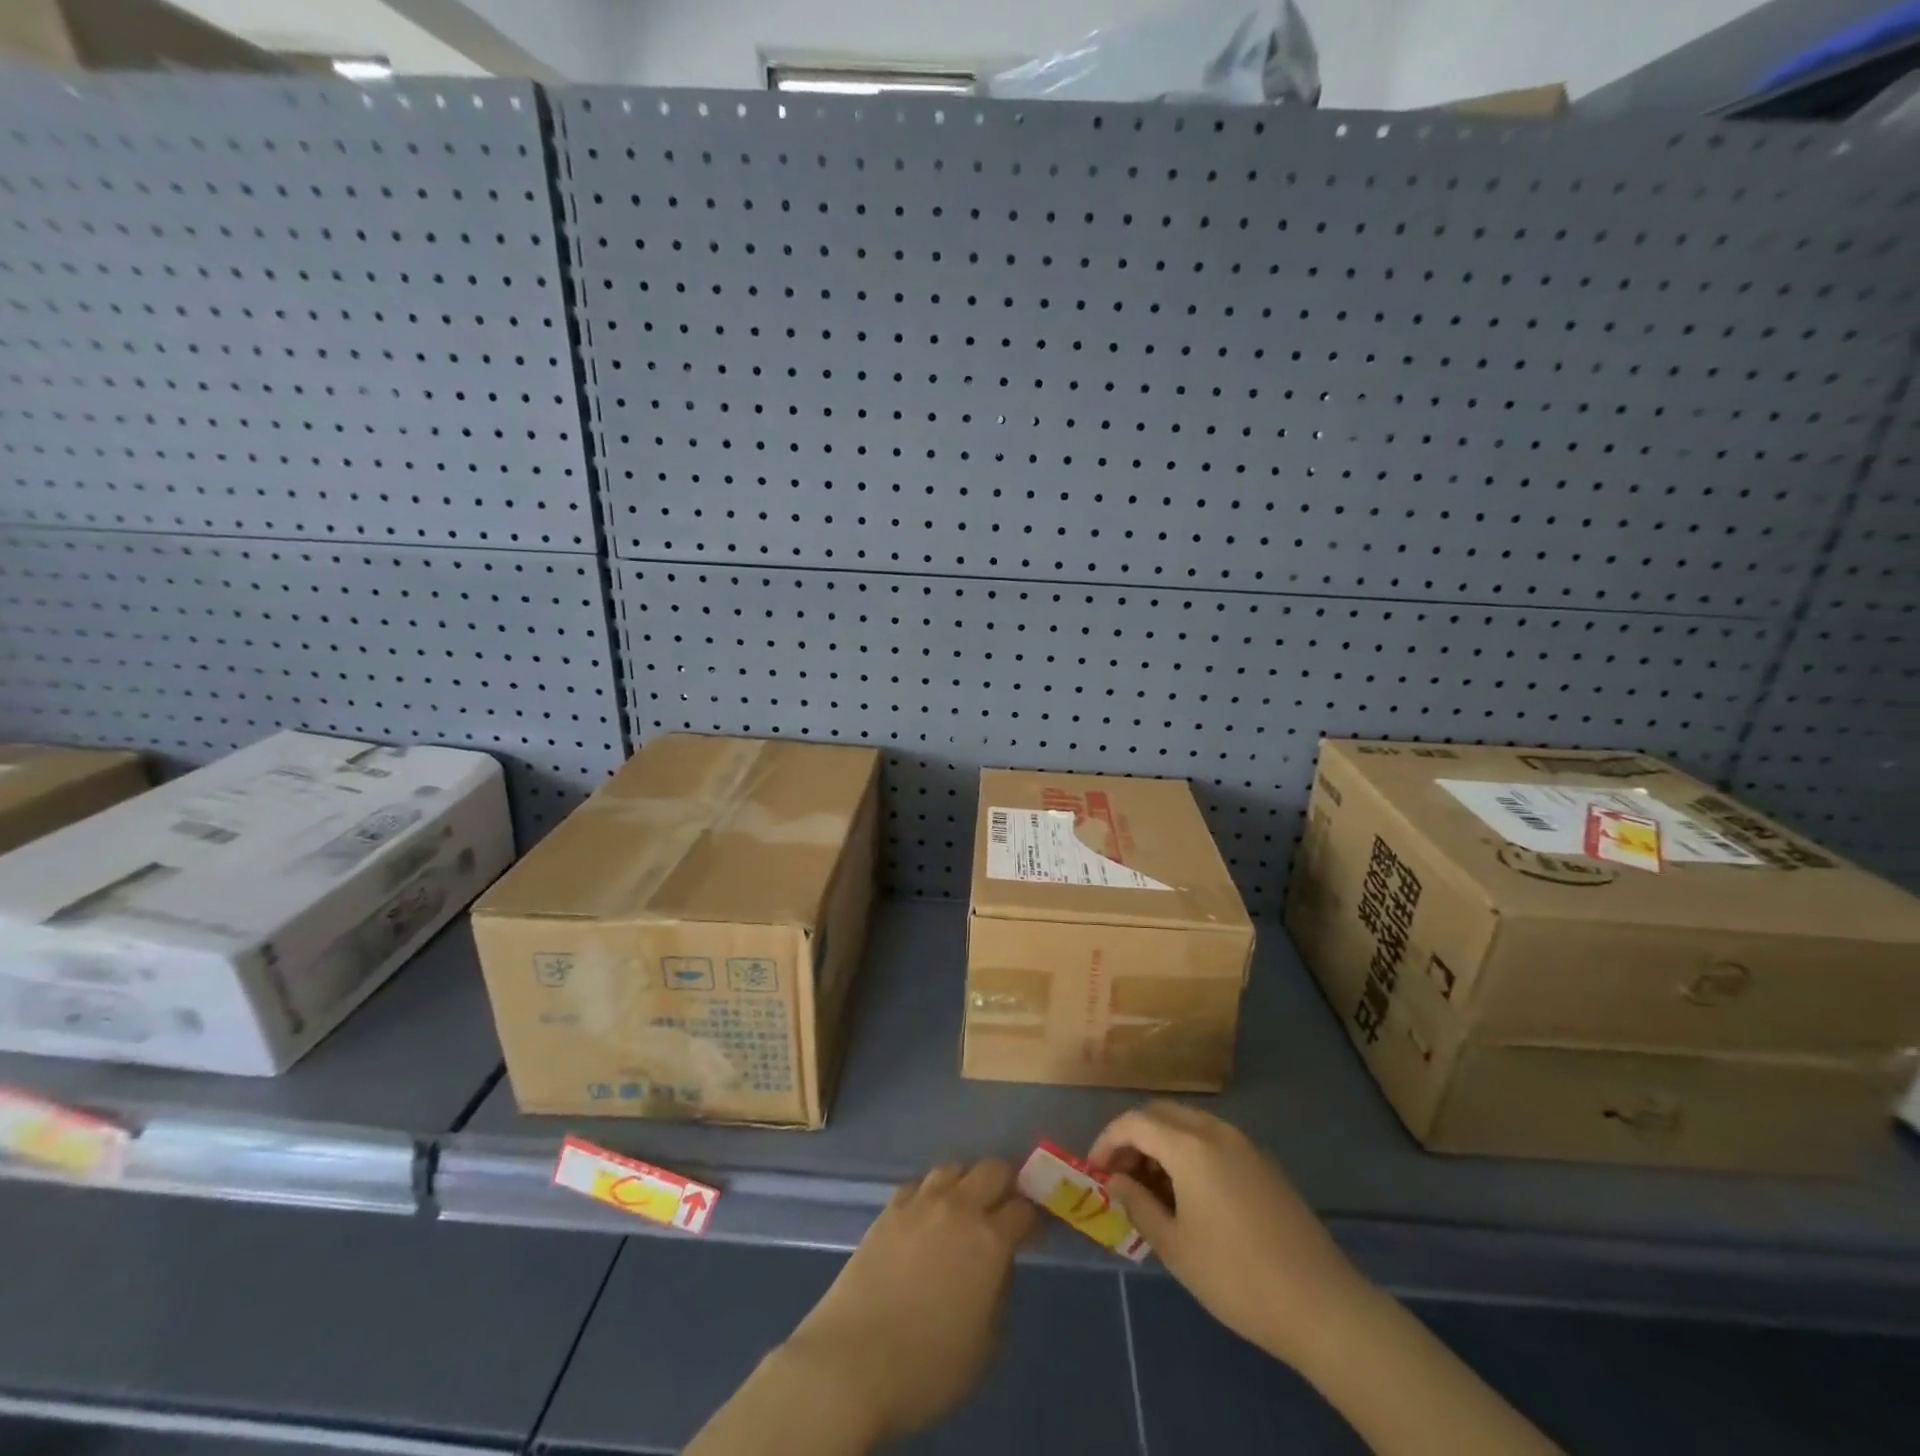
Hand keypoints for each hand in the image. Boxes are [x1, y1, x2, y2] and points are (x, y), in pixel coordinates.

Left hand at [778, 1159, 1037, 1443]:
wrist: (853, 1362)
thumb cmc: (927, 1367)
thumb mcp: (985, 1346)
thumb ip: (1000, 1294)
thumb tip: (999, 1266)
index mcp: (990, 1240)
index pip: (1024, 1208)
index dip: (1033, 1216)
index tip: (1034, 1228)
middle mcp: (959, 1208)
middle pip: (992, 1169)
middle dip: (1005, 1183)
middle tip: (1004, 1208)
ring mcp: (921, 1203)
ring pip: (954, 1167)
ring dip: (966, 1182)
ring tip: (964, 1207)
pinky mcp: (889, 1208)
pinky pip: (919, 1183)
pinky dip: (931, 1192)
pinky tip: (927, 1215)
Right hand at [1090, 1102, 1365, 1362]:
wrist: (1321, 1304)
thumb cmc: (1237, 1277)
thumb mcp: (1175, 1247)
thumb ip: (1138, 1205)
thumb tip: (1114, 1180)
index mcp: (1189, 1146)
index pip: (1134, 1122)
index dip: (1107, 1141)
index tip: (1095, 1171)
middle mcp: (1215, 1131)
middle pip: (1160, 1113)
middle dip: (1133, 1137)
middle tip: (1121, 1176)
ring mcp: (1244, 1144)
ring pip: (1188, 1123)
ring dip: (1162, 1144)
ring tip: (1152, 1189)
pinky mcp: (1264, 1163)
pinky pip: (1213, 1139)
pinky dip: (1189, 1152)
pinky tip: (1190, 1195)